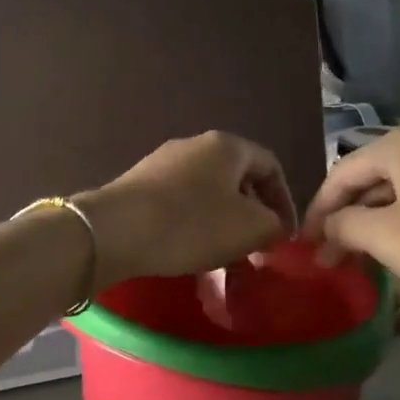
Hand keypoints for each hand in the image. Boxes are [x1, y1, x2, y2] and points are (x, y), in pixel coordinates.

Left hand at [81, 132, 296, 284]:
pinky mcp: (138, 185)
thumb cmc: (192, 224)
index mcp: (227, 145)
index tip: (285, 236)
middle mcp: (194, 145)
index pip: (271, 167)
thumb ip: (275, 226)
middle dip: (252, 214)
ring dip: (223, 222)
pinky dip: (194, 224)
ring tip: (225, 255)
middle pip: (237, 179)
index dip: (285, 202)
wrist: (115, 231)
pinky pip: (179, 202)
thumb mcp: (250, 228)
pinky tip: (190, 249)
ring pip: (208, 192)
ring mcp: (162, 163)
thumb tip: (273, 228)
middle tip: (257, 248)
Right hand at [303, 123, 399, 314]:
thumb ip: (344, 225)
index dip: (318, 211)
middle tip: (329, 259)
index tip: (303, 247)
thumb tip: (328, 228)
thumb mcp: (386, 237)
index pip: (343, 173)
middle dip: (347, 220)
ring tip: (360, 260)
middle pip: (373, 180)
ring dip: (376, 225)